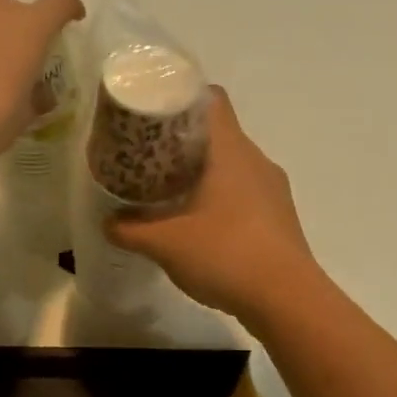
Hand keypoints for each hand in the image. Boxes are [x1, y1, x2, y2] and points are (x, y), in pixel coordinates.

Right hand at [106, 87, 321, 324]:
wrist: (287, 300)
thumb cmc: (226, 254)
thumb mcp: (166, 243)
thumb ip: (131, 229)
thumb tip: (108, 223)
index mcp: (231, 150)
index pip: (212, 99)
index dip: (183, 97)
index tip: (156, 113)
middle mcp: (256, 159)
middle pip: (220, 132)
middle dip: (185, 140)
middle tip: (151, 156)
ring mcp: (273, 188)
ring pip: (234, 164)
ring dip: (205, 171)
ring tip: (172, 190)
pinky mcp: (280, 216)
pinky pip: (246, 191)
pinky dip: (223, 197)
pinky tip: (202, 223)